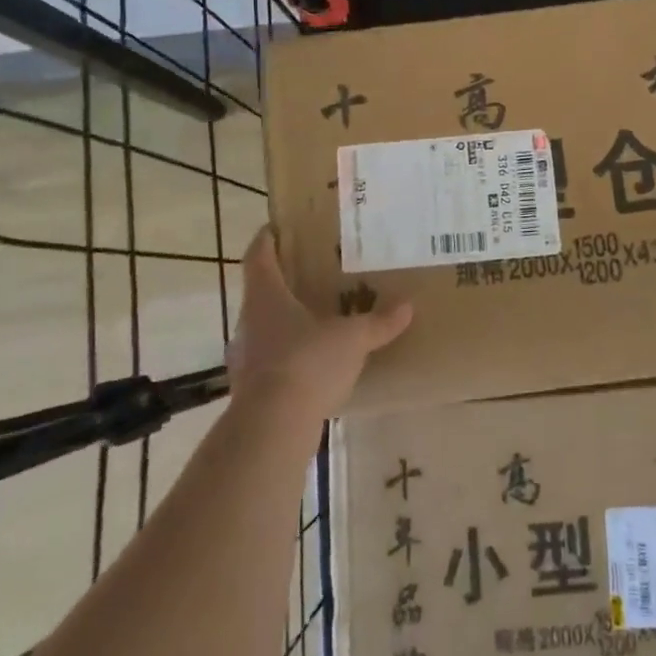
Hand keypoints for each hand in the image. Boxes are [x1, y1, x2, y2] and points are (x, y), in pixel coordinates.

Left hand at [229, 226, 412, 420]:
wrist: (273, 427)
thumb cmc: (307, 363)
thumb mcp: (352, 338)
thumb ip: (379, 322)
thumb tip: (407, 306)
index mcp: (267, 297)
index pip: (258, 257)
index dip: (266, 240)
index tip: (276, 227)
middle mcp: (250, 322)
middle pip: (263, 292)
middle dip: (285, 282)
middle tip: (312, 274)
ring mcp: (247, 358)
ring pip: (267, 328)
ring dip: (288, 322)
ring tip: (318, 320)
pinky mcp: (253, 389)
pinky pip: (273, 362)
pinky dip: (291, 357)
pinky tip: (315, 364)